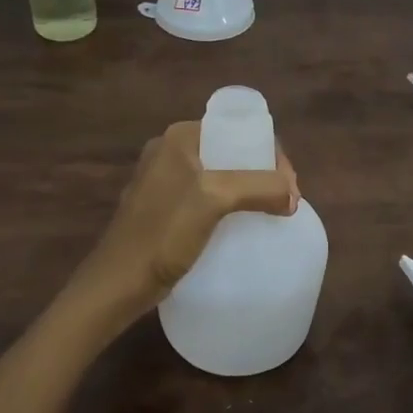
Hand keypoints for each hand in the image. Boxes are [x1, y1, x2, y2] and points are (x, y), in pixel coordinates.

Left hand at [72, 121, 298, 327]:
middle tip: (284, 203)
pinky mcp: (163, 207)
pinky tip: (240, 226)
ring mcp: (164, 179)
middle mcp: (170, 150)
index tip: (289, 187)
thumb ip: (259, 187)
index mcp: (180, 137)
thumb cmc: (164, 233)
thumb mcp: (215, 198)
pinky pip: (206, 197)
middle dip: (262, 174)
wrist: (120, 282)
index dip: (271, 155)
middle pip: (232, 152)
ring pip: (221, 176)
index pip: (239, 130)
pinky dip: (228, 206)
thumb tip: (292, 196)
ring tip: (269, 215)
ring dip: (248, 191)